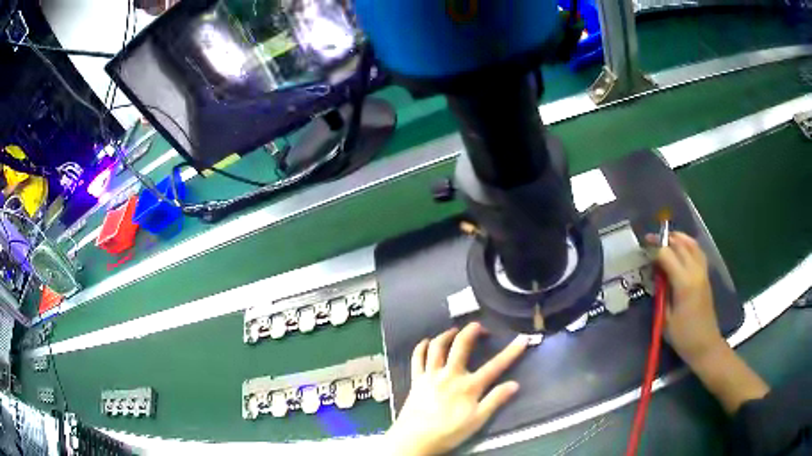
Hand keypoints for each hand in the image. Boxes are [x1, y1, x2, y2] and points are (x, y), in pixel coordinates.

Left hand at [387, 322, 528, 455]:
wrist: (415, 439)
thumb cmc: (449, 432)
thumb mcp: (477, 421)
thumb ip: (495, 401)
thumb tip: (515, 384)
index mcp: (469, 386)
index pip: (495, 365)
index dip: (511, 351)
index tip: (523, 339)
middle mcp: (450, 375)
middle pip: (461, 346)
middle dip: (471, 331)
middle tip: (478, 326)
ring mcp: (431, 375)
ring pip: (437, 347)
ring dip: (447, 335)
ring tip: (454, 331)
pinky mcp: (416, 380)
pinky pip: (417, 358)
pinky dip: (422, 347)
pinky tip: (427, 342)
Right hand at [646, 232, 725, 365]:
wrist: (705, 344)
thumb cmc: (683, 336)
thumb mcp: (665, 318)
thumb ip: (662, 293)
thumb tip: (656, 276)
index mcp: (684, 283)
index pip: (667, 255)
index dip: (654, 247)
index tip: (643, 245)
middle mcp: (695, 272)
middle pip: (680, 245)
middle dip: (664, 239)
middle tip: (650, 240)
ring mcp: (702, 272)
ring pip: (691, 244)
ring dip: (678, 238)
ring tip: (666, 239)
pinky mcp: (706, 275)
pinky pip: (698, 252)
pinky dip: (689, 244)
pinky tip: (682, 248)